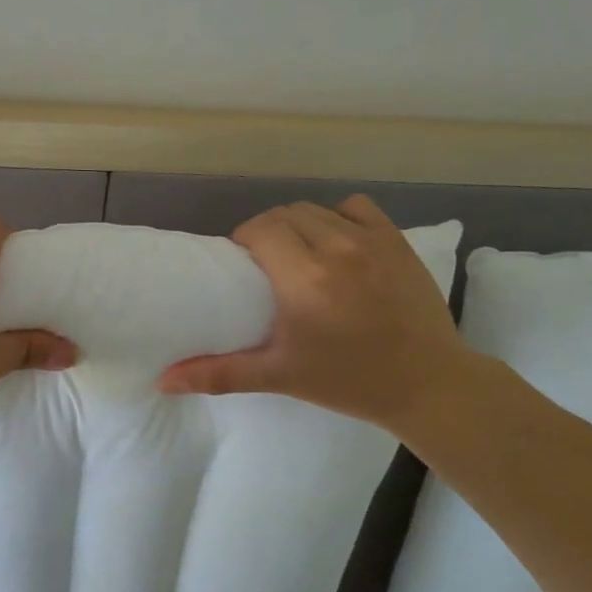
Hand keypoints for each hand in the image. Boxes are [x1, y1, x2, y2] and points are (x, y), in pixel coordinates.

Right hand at [157, 195, 472, 427]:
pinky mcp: (398, 241)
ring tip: (298, 254)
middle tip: (265, 264)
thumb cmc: (348, 381)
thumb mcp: (280, 376)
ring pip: (317, 209)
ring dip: (299, 224)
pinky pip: (357, 208)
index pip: (260, 230)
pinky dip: (338, 218)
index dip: (244, 241)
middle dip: (267, 232)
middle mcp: (337, 248)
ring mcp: (372, 240)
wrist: (429, 383)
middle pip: (285, 214)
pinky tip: (338, 244)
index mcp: (304, 278)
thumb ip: (219, 373)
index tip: (242, 266)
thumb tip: (163, 381)